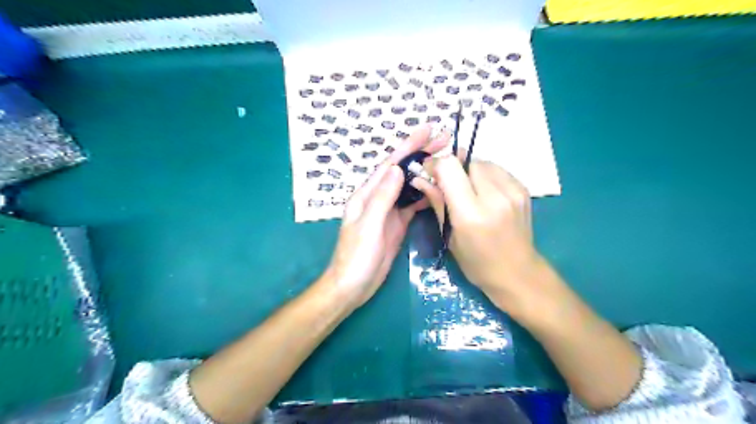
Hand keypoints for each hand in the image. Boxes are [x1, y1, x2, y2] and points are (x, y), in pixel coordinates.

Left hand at [326, 126, 447, 307]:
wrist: (352, 286)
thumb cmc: (356, 257)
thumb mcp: (368, 226)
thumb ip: (382, 198)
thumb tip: (397, 168)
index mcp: (367, 194)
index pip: (390, 165)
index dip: (408, 146)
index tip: (428, 130)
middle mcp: (378, 198)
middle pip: (402, 172)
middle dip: (421, 154)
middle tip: (445, 140)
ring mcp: (389, 212)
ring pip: (410, 187)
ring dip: (426, 173)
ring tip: (447, 161)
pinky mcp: (397, 225)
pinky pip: (413, 206)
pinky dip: (426, 196)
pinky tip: (439, 191)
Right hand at [416, 156, 546, 314]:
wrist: (518, 273)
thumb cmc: (477, 262)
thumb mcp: (449, 236)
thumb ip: (437, 202)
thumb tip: (419, 178)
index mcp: (471, 213)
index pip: (450, 167)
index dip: (435, 164)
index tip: (429, 172)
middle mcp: (494, 197)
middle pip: (467, 160)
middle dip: (453, 167)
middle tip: (447, 183)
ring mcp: (513, 191)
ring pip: (483, 162)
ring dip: (469, 170)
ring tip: (466, 188)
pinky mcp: (523, 189)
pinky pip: (497, 170)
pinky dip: (485, 175)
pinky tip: (483, 192)